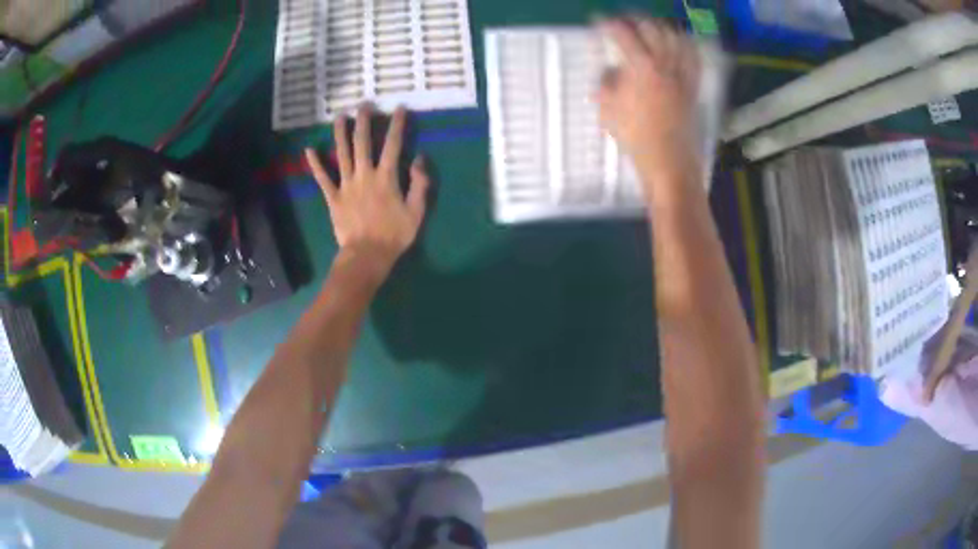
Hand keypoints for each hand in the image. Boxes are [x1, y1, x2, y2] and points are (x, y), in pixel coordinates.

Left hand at [305, 104, 429, 275]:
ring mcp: (346, 185)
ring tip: (340, 116)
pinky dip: (315, 164)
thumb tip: (419, 159)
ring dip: (340, 133)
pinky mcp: (333, 197)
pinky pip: (322, 178)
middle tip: (364, 104)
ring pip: (342, 154)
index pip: (393, 144)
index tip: (399, 108)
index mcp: (386, 177)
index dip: (397, 124)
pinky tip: (308, 149)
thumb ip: (419, 183)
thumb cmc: (394, 235)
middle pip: (363, 142)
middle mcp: (364, 174)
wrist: (367, 255)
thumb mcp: (416, 211)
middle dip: (364, 121)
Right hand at [596, 18, 701, 185]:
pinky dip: (685, 44)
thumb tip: (610, 70)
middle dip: (634, 19)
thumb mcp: (608, 111)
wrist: (670, 162)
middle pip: (652, 29)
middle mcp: (665, 65)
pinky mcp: (693, 86)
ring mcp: (682, 75)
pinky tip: (678, 42)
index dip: (608, 25)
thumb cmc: (636, 139)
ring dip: (660, 26)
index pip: (623, 35)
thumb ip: (606, 84)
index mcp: (642, 69)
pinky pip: (693, 58)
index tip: (598, 22)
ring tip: (649, 26)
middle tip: (623, 20)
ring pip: (675, 38)